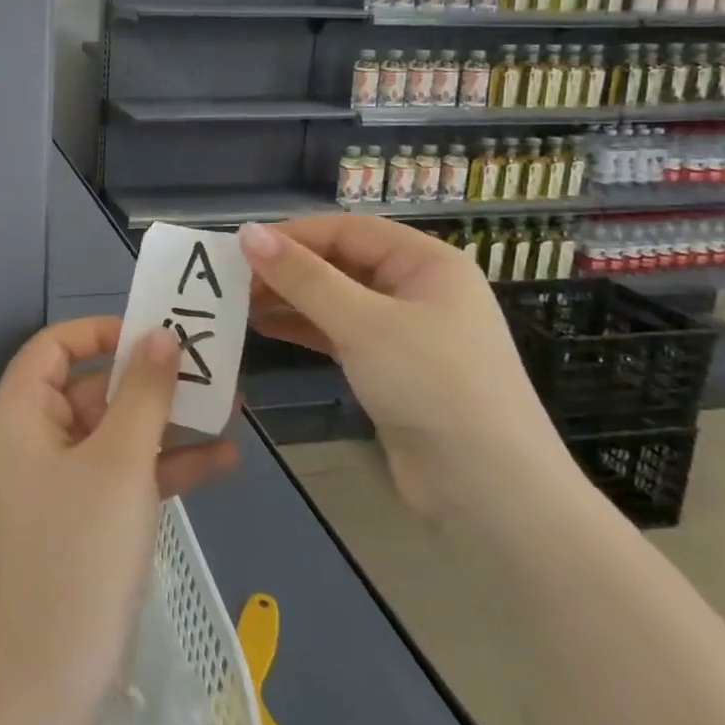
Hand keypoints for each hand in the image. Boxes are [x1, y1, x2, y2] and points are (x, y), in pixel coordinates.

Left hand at [0, 316, 238, 701]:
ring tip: (229, 407)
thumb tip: (161, 335)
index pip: (53, 346)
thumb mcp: (121, 461)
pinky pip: (120, 476)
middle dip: (149, 381)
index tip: (153, 333)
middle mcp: (30, 439)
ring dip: (166, 423)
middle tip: (207, 368)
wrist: (51, 680)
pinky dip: (162, 467)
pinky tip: (222, 461)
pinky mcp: (78, 520)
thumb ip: (144, 393)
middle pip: (89, 387)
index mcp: (18, 414)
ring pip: (112, 433)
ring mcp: (55, 482)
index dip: (101, 331)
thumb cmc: (80, 550)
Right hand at [238, 216, 572, 520]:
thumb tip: (246, 232)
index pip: (347, 230)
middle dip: (288, 269)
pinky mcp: (391, 369)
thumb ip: (302, 277)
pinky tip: (264, 328)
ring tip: (239, 304)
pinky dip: (303, 328)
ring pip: (336, 300)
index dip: (293, 235)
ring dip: (291, 299)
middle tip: (233, 281)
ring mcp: (406, 332)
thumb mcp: (363, 324)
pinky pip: (339, 334)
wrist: (492, 494)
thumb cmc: (434, 387)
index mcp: (427, 263)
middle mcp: (418, 289)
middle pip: (341, 263)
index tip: (241, 249)